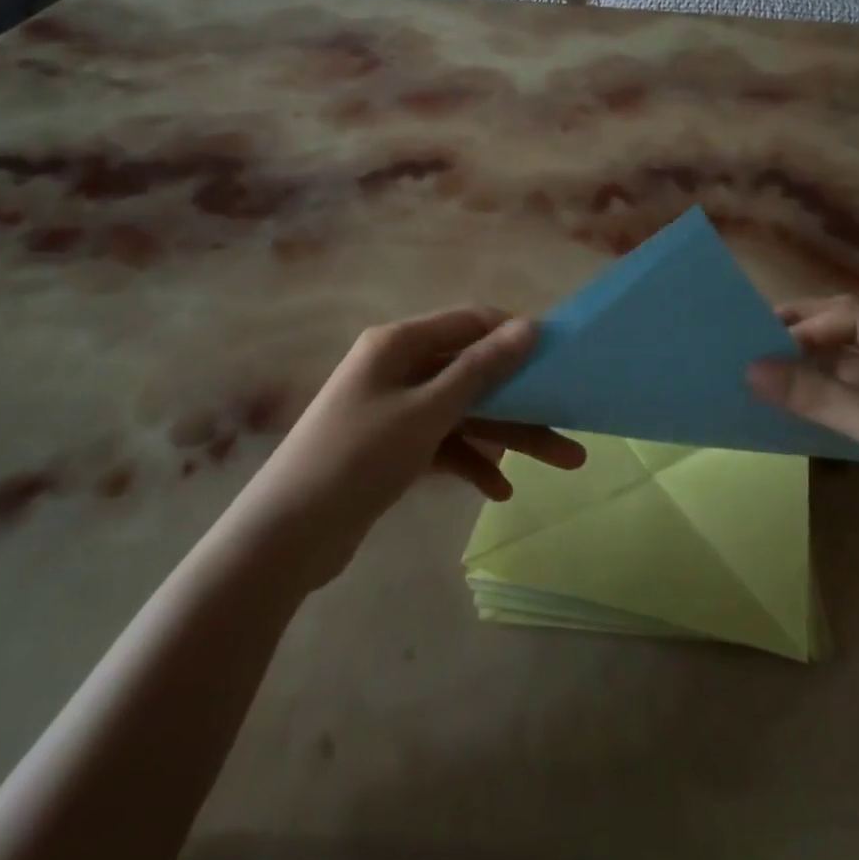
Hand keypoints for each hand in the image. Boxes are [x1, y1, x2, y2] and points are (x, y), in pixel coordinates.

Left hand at [242, 307, 584, 587]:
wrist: (286, 536)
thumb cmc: (359, 458)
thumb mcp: (428, 411)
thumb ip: (481, 369)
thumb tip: (529, 326)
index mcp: (399, 343)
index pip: (470, 322)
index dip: (514, 336)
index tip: (559, 358)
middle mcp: (397, 367)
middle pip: (472, 373)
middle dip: (522, 399)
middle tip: (571, 421)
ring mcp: (394, 409)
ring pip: (463, 411)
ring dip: (506, 436)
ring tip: (562, 462)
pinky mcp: (392, 447)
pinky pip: (443, 442)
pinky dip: (470, 461)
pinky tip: (499, 490)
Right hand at [748, 297, 858, 609]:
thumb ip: (824, 397)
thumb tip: (752, 369)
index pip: (857, 321)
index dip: (809, 326)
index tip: (758, 340)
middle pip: (853, 341)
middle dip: (806, 339)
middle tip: (750, 343)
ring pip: (850, 375)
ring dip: (810, 372)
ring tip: (760, 372)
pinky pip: (853, 408)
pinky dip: (822, 403)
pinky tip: (790, 406)